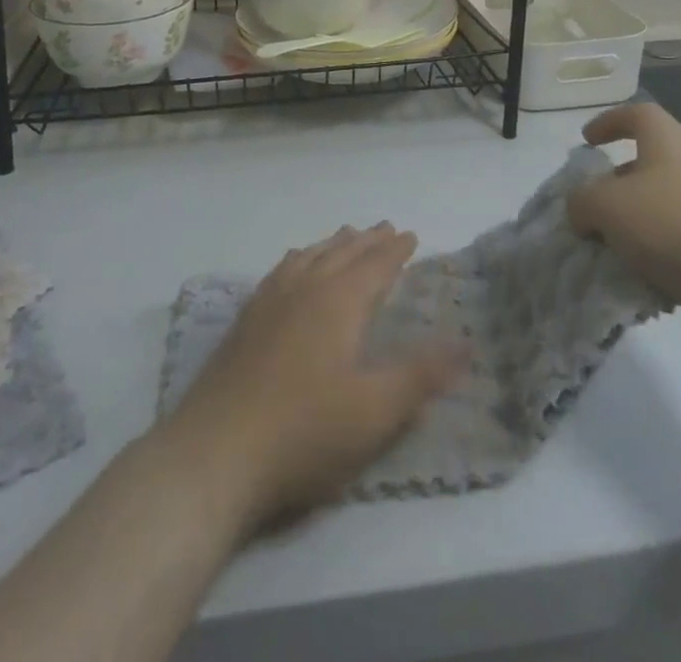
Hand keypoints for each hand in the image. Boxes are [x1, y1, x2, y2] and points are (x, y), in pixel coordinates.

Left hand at [162, 224, 463, 530]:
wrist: (215, 453)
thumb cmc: (304, 432)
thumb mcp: (375, 412)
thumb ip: (421, 376)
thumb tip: (465, 345)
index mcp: (339, 302)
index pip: (375, 265)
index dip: (395, 250)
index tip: (410, 235)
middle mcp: (305, 288)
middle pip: (342, 253)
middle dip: (367, 240)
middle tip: (384, 228)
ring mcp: (270, 301)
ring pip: (309, 257)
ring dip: (333, 245)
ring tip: (345, 236)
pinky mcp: (245, 321)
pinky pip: (280, 271)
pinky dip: (299, 259)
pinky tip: (294, 267)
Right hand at [568, 103, 680, 354]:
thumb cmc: (676, 224)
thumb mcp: (608, 205)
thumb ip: (582, 202)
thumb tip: (582, 211)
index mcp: (666, 144)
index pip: (638, 115)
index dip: (609, 122)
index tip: (586, 142)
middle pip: (644, 169)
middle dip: (612, 191)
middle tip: (587, 214)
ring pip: (657, 215)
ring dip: (629, 234)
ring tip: (604, 257)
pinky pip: (675, 252)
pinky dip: (654, 266)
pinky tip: (638, 287)